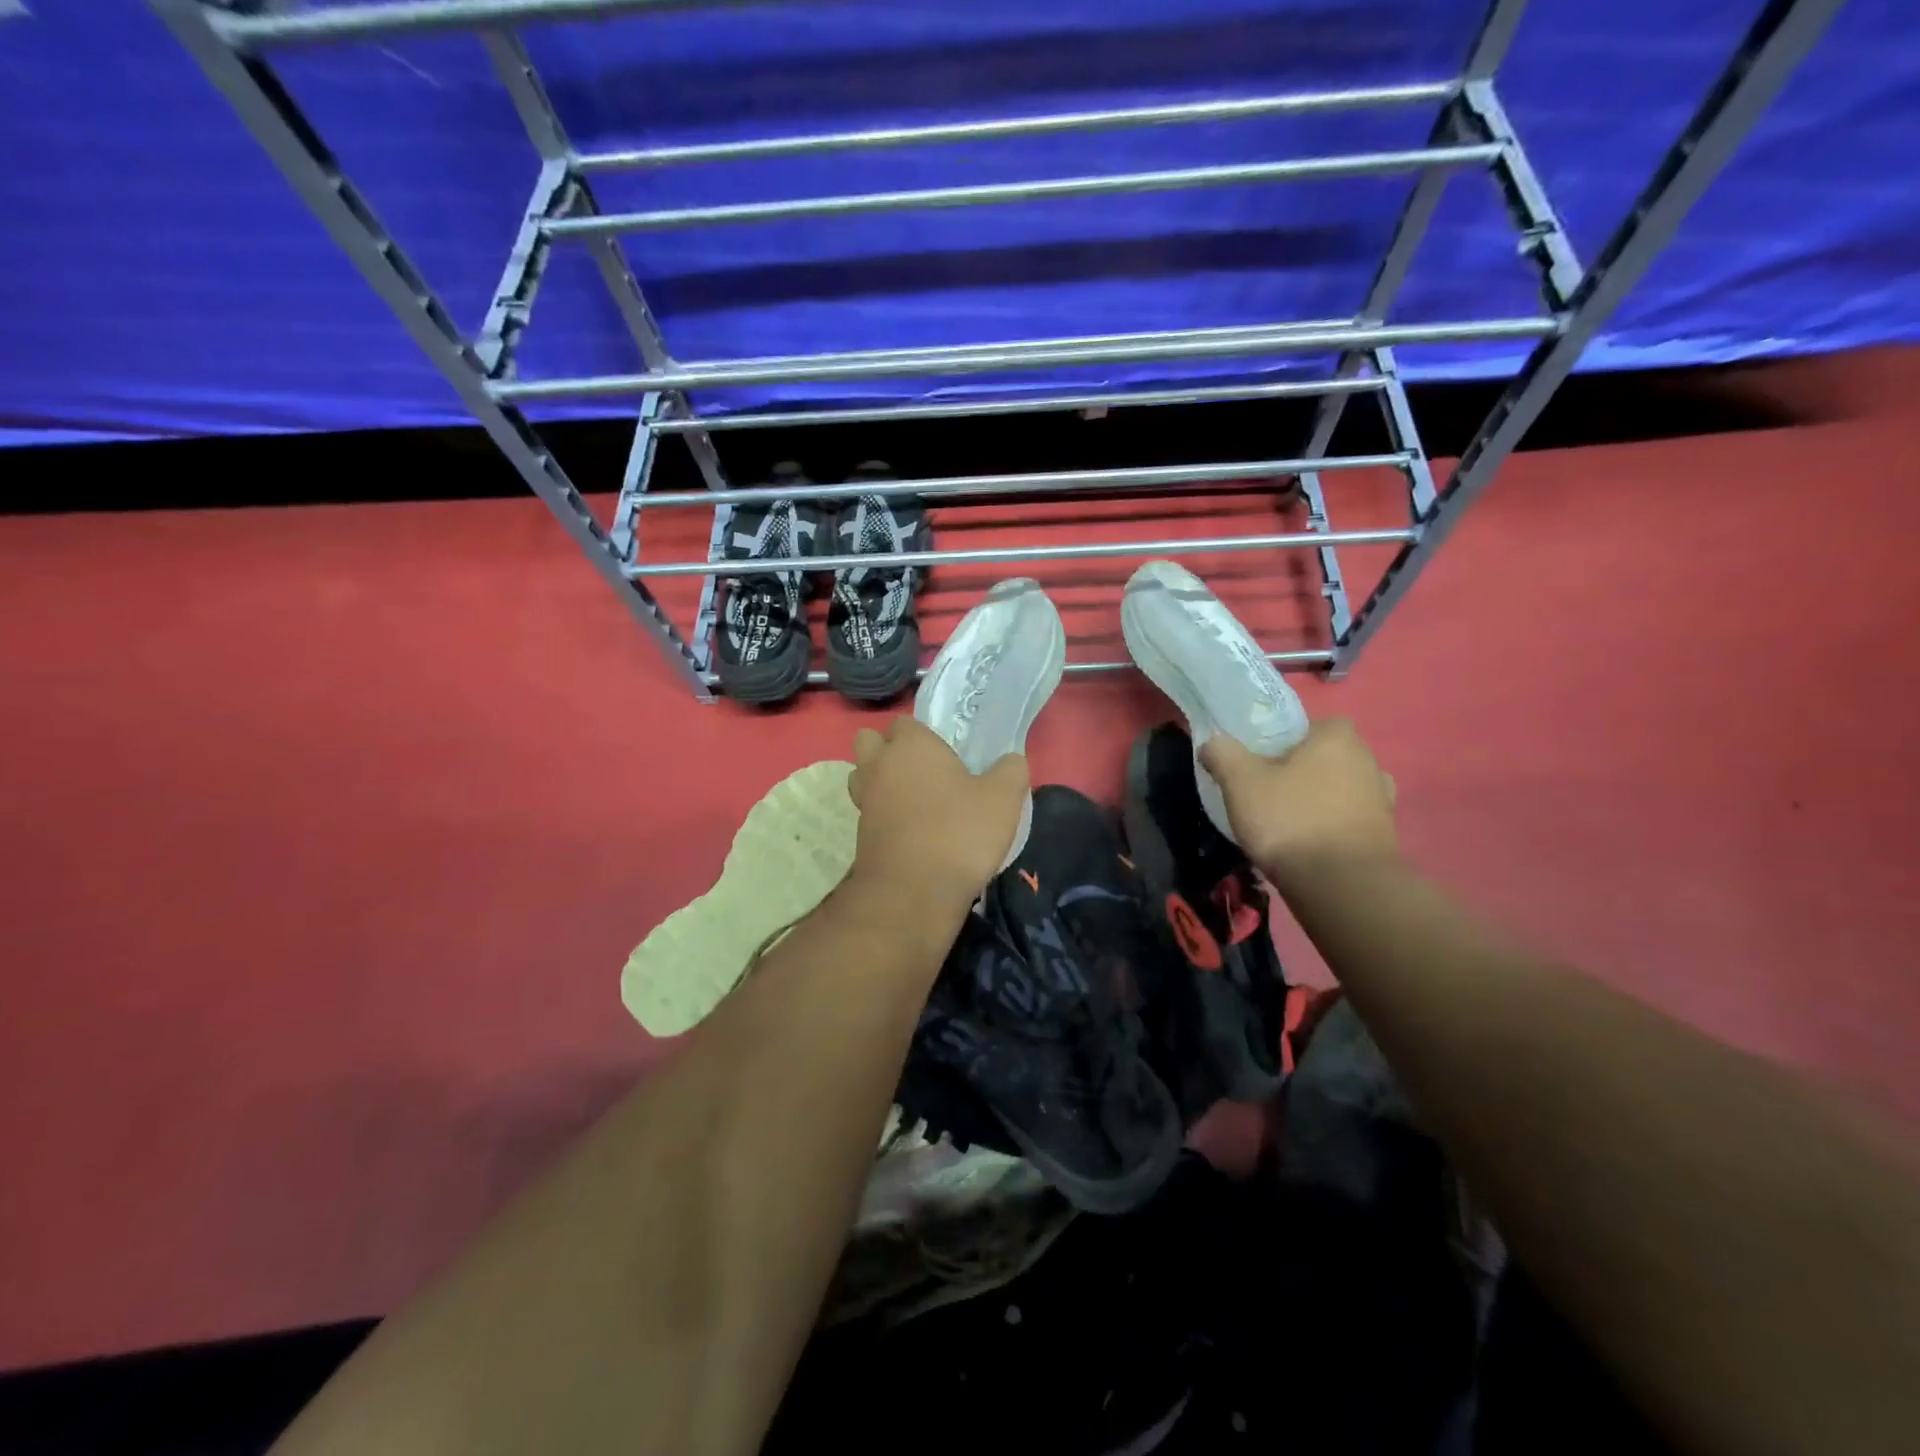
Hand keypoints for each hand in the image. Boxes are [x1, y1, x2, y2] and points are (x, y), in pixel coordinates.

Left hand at [846, 717, 1028, 914]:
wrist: (913, 891)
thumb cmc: (959, 832)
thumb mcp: (1003, 798)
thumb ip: (1010, 770)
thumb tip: (1011, 761)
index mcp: (911, 745)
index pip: (905, 722)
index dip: (924, 734)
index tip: (948, 753)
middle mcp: (880, 765)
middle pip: (870, 741)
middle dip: (888, 749)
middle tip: (923, 770)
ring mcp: (864, 800)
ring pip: (863, 775)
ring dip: (880, 780)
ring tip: (913, 798)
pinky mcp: (859, 833)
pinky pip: (868, 810)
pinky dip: (883, 813)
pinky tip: (911, 829)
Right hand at [1201, 718, 1397, 881]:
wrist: (1342, 886)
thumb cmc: (1289, 820)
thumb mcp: (1240, 781)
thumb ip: (1222, 753)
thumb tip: (1212, 742)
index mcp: (1337, 737)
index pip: (1310, 724)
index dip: (1283, 741)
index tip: (1260, 762)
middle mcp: (1368, 760)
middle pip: (1325, 757)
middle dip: (1300, 771)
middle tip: (1268, 792)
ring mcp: (1382, 799)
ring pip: (1340, 789)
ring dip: (1318, 800)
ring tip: (1287, 823)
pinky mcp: (1386, 835)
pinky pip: (1350, 820)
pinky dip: (1332, 827)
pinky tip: (1309, 845)